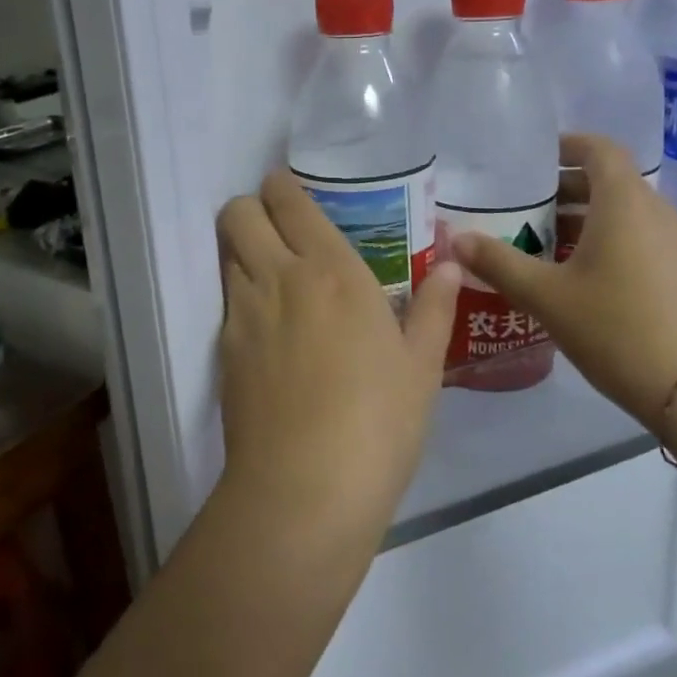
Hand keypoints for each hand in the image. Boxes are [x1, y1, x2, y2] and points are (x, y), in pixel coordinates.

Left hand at [217, 171, 461, 532]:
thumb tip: (452, 264)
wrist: (305, 489)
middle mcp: (278, 277)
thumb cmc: (378, 423)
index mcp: (331, 270)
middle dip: (252, 209)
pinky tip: (269, 333)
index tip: (294, 195)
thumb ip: (435, 307)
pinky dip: (241, 298)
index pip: (287, 199)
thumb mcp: (421, 366)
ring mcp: (243, 313)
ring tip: (277, 280)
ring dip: (243, 251)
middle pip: (238, 213)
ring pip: (226, 253)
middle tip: (281, 232)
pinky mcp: (223, 350)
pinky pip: (226, 302)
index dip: (283, 187)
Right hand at [450, 134, 676, 437]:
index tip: (534, 157)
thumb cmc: (617, 328)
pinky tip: (583, 280)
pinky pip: (642, 241)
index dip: (567, 145)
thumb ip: (499, 263)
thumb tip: (456, 239)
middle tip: (525, 207)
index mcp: (625, 202)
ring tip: (545, 245)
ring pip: (626, 215)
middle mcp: (657, 212)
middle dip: (567, 189)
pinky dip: (610, 244)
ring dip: (586, 221)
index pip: (599, 149)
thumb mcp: (546, 296)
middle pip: (610, 182)